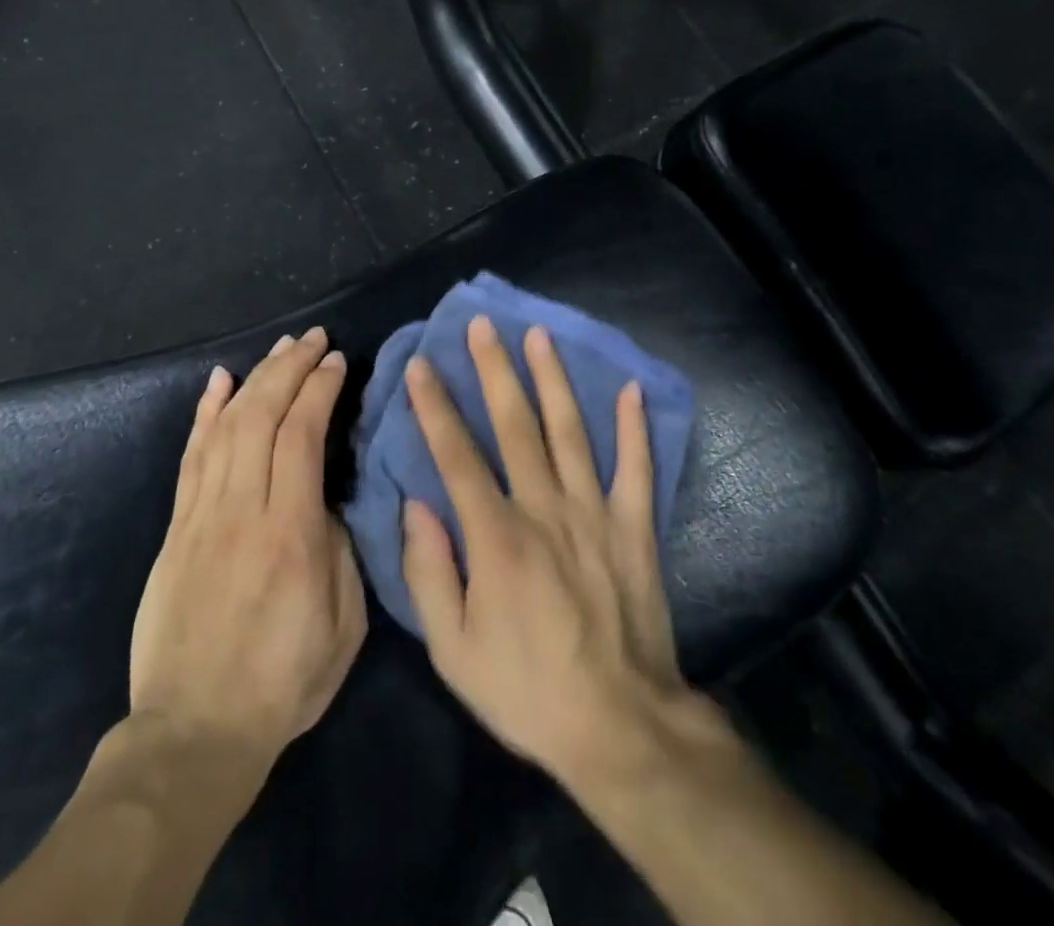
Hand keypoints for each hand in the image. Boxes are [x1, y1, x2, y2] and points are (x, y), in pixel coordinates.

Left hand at [127, 327, 367, 769]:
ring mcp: (202, 516)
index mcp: (291, 534)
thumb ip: (341, 549)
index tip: (338, 362)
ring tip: (279, 348)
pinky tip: (219, 382)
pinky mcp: (176, 528)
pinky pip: (191, 456)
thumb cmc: (283, 681)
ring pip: (227, 426)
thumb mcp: (343, 624)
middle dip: (290, 368)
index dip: (320, 390)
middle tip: (313, 339)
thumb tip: (328, 497)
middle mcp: (243, 511)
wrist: (194, 731)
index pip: (302, 436)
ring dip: (255, 379)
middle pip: (262, 416)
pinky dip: (205, 413)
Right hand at [399, 316, 687, 790]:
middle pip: (515, 425)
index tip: (421, 364)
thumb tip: (416, 505)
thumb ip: (429, 572)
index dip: (435, 406)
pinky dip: (635, 427)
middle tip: (482, 325)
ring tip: (539, 335)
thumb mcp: (453, 649)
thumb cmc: (526, 689)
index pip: (457, 455)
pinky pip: (637, 468)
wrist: (620, 727)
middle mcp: (545, 508)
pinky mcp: (634, 527)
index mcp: (496, 536)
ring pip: (571, 431)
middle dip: (494, 370)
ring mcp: (595, 513)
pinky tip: (631, 387)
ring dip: (553, 380)